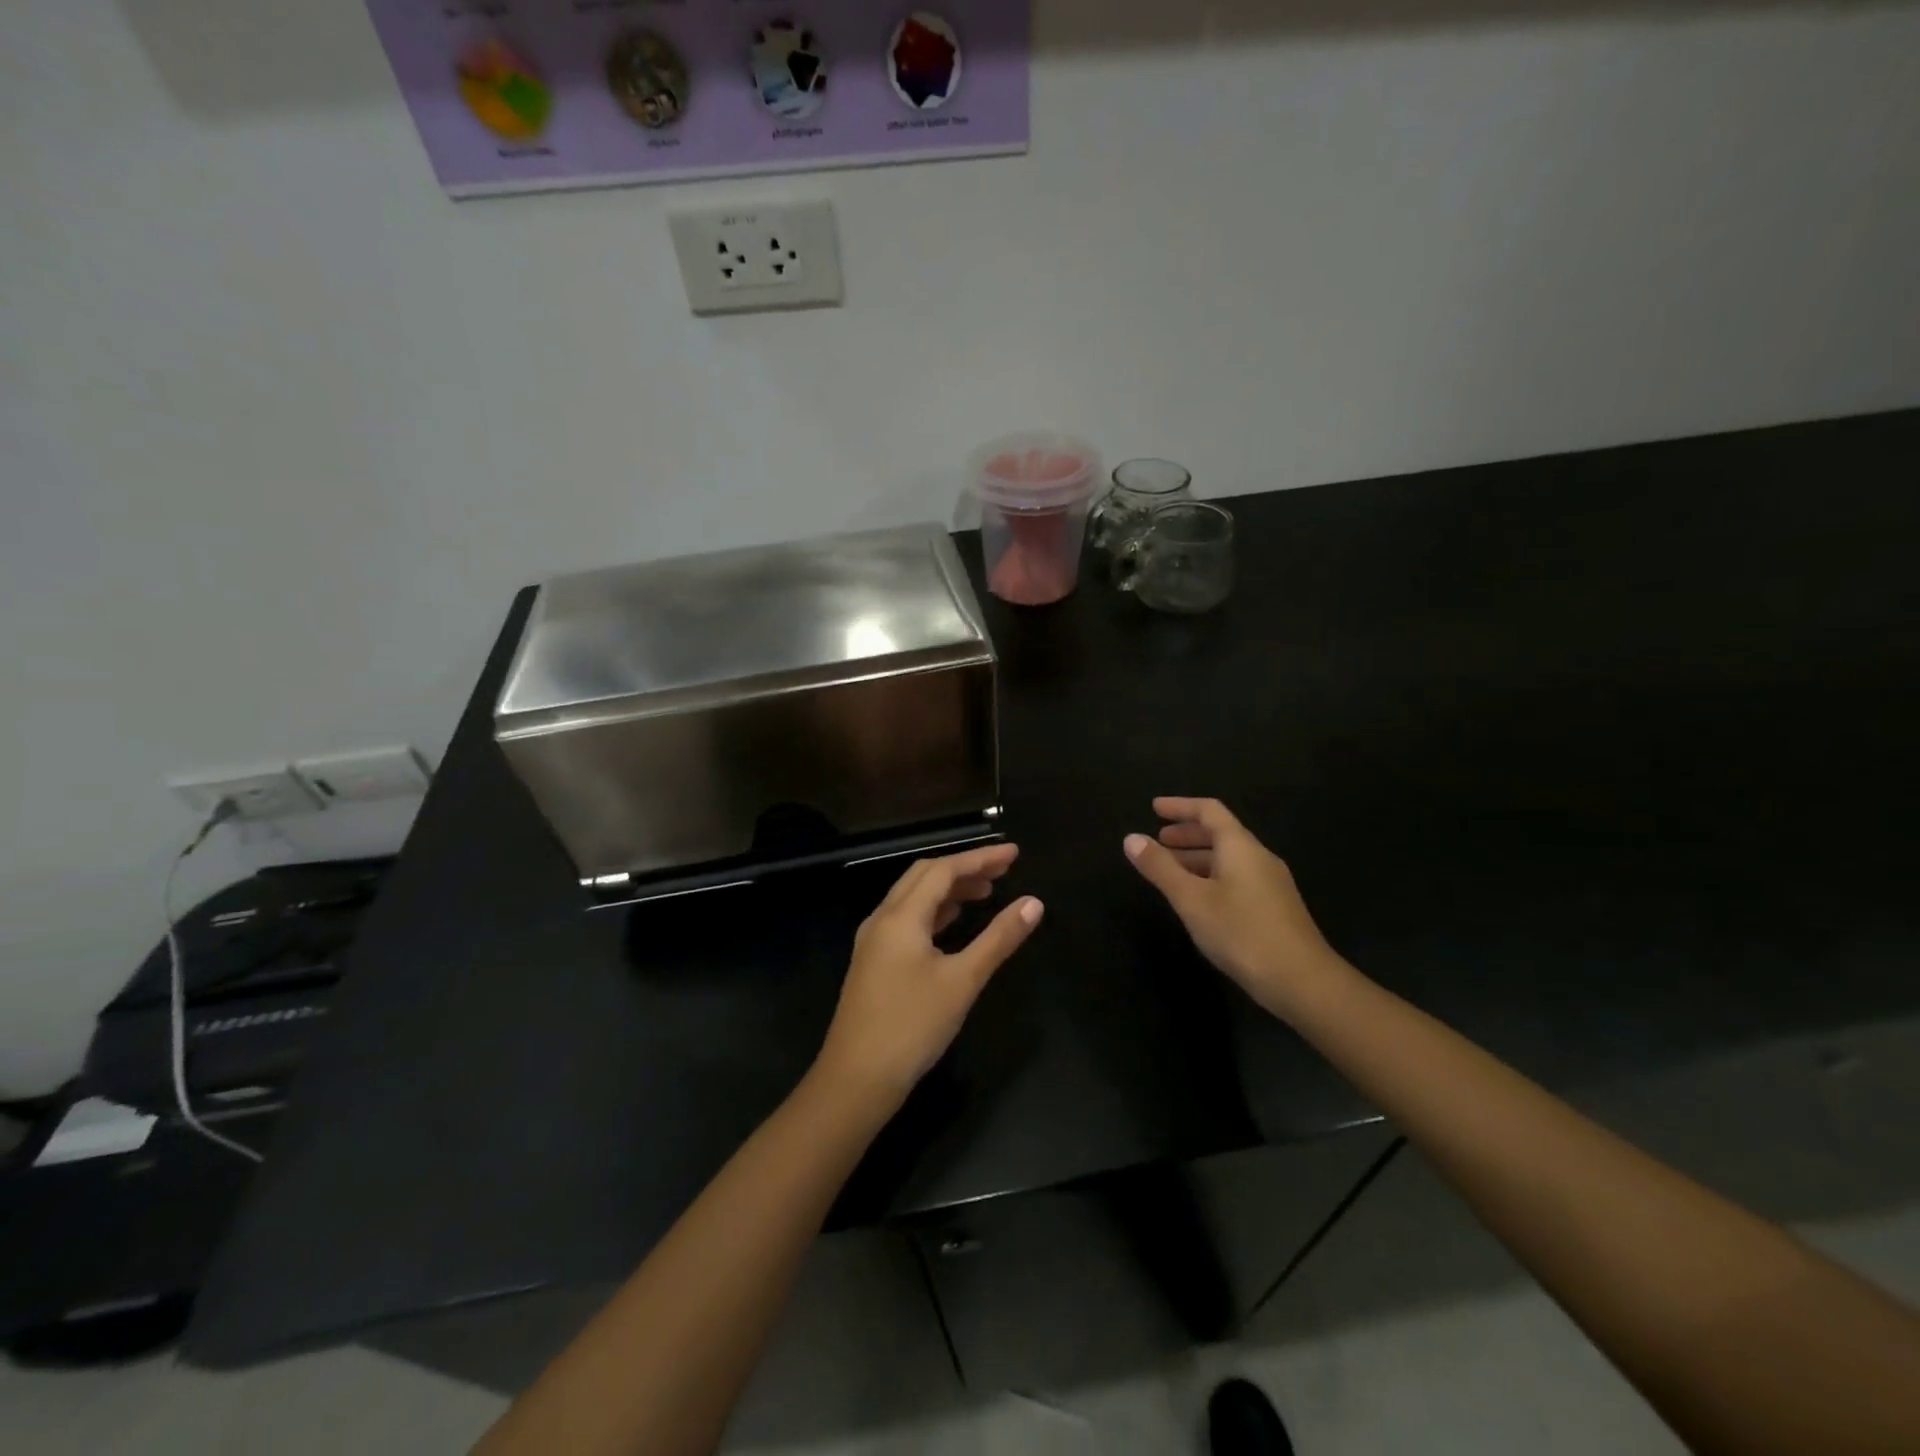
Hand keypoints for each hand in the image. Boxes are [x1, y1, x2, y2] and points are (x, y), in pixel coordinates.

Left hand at [816, 843, 1042, 1104]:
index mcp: (901, 916)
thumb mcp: (962, 981)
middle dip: (964, 868)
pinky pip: (907, 919)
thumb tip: (1033, 903)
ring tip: (986, 892)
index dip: (981, 857)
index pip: (944, 870)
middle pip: (924, 875)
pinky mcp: (874, 961)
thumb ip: (998, 939)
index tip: (1014, 854)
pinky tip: (953, 922)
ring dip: (949, 889)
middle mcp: (882, 919)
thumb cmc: (912, 1027)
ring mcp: (874, 940)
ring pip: (913, 897)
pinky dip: (934, 911)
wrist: (856, 1080)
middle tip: (1003, 871)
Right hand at [1124, 797, 1343, 1018]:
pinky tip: (1199, 899)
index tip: (1154, 808)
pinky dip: (1211, 876)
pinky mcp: (1275, 907)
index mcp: (1240, 847)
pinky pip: (1237, 877)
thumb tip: (1131, 838)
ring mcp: (1270, 883)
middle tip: (1158, 841)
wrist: (1302, 981)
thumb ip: (1160, 868)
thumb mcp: (1191, 899)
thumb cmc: (1241, 932)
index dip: (1180, 806)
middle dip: (1187, 833)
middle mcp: (1258, 857)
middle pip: (1221, 833)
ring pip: (1229, 858)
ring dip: (1197, 857)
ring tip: (1170, 870)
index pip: (1209, 811)